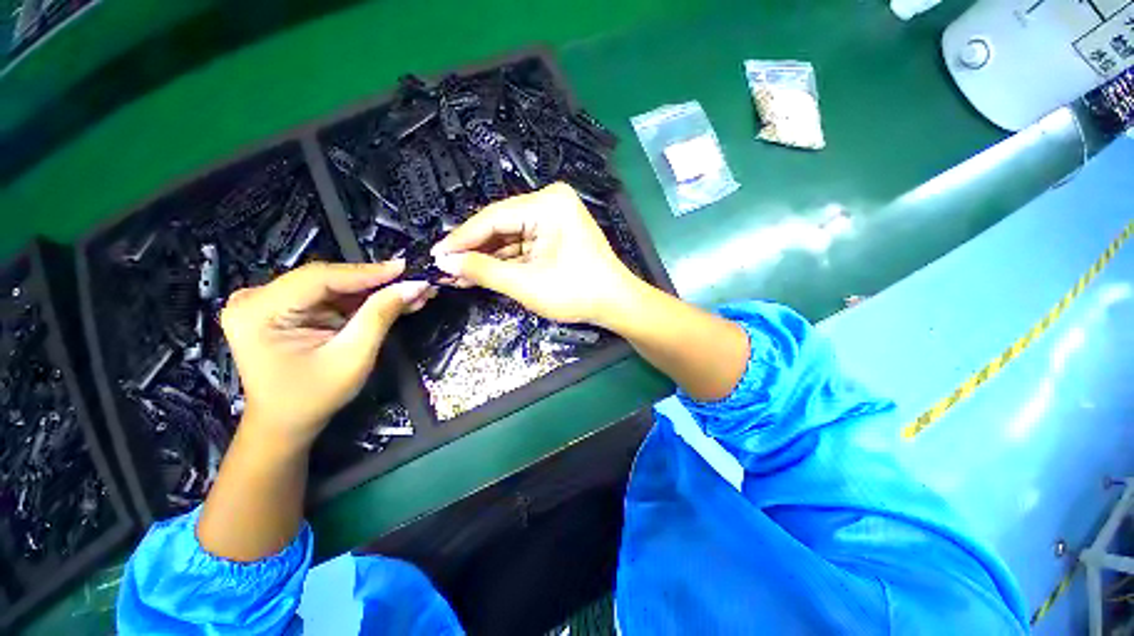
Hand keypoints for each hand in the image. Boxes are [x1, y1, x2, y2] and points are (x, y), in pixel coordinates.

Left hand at [220, 261, 433, 446]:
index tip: (407, 269)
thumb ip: (380, 315)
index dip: (367, 272)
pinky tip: (393, 299)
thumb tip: (415, 285)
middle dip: (376, 283)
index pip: (319, 279)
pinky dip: (363, 300)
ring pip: (335, 287)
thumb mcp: (352, 357)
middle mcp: (257, 298)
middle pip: (328, 280)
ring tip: (413, 292)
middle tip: (416, 282)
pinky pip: (332, 297)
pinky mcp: (286, 308)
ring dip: (375, 291)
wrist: (287, 423)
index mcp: (258, 311)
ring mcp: (270, 302)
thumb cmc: (314, 397)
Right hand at [431, 183, 642, 325]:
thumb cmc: (576, 293)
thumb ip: (484, 270)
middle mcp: (550, 203)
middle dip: (473, 250)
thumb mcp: (526, 284)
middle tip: (444, 267)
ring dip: (487, 257)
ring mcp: (554, 218)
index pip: (493, 218)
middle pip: (500, 226)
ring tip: (458, 274)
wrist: (616, 304)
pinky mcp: (555, 234)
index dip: (461, 238)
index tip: (435, 255)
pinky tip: (483, 272)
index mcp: (548, 204)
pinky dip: (504, 260)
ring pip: (509, 237)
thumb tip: (445, 262)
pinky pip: (522, 244)